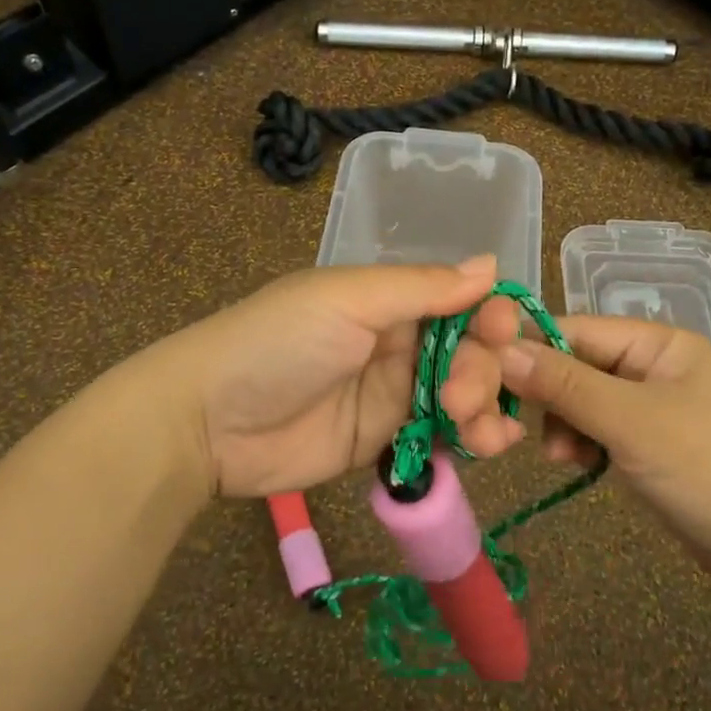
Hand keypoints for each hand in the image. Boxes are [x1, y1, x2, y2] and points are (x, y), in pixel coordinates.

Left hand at [135, 256, 523, 499]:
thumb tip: (491, 264)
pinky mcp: (384, 440)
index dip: (488, 315)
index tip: (502, 333)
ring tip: (481, 432)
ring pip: (461, 394)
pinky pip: (440, 434)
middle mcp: (396, 342)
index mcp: (388, 299)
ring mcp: (391, 394)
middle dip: (481, 371)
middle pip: (467, 351)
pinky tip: (489, 445)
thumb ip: (422, 288)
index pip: (459, 301)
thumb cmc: (279, 342)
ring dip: (484, 407)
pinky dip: (471, 437)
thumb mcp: (348, 300)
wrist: (209, 421)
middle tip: (461, 397)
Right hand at [491, 316, 710, 591]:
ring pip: (579, 401)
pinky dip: (580, 445)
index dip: (526, 350)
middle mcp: (651, 366)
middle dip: (543, 395)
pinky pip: (596, 431)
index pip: (573, 330)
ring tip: (561, 457)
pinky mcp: (648, 446)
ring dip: (560, 424)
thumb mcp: (633, 423)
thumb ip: (565, 385)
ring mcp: (650, 408)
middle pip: (573, 365)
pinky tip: (577, 466)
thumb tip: (499, 349)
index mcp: (657, 343)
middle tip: (512, 428)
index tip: (479, 377)